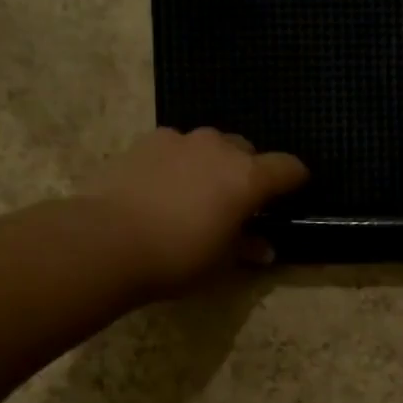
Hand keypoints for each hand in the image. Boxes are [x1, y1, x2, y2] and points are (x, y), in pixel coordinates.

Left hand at [87, 127, 307, 295]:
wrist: (108, 240)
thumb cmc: (177, 257)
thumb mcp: (220, 262)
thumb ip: (246, 248)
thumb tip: (264, 248)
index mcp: (248, 178)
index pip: (288, 167)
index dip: (295, 180)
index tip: (292, 194)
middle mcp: (220, 148)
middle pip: (247, 151)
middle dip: (248, 172)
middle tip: (236, 203)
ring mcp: (181, 140)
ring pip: (210, 145)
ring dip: (212, 164)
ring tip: (197, 193)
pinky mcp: (147, 141)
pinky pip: (176, 147)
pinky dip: (179, 162)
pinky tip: (163, 187)